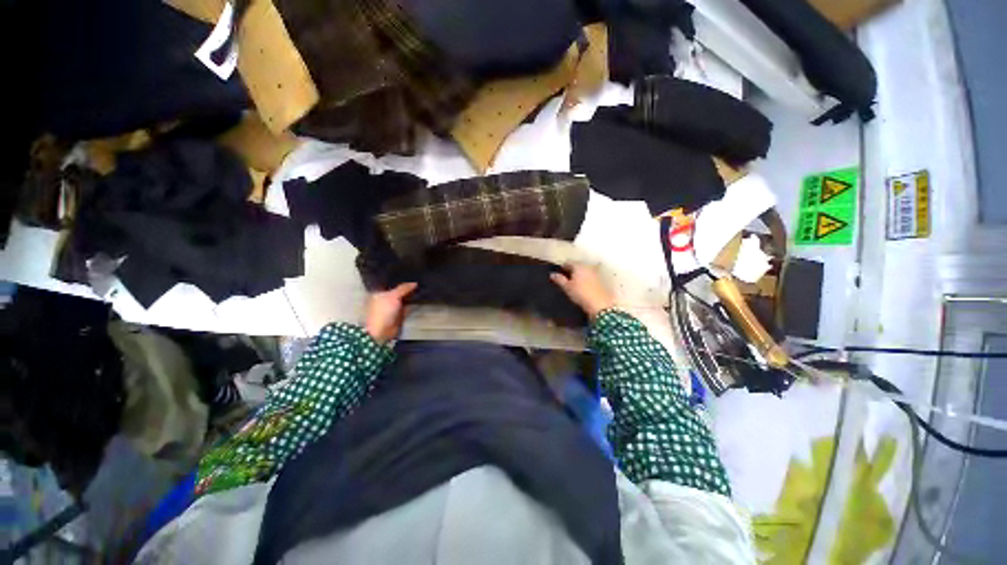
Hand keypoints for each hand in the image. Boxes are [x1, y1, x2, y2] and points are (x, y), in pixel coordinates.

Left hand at [364, 283, 417, 343]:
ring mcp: (392, 307)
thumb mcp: (393, 296)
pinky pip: (407, 306)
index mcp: (378, 293)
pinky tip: (420, 298)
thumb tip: (414, 283)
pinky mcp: (399, 314)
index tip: (409, 275)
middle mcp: (385, 299)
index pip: (389, 284)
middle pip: (397, 291)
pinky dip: (413, 303)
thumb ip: (404, 288)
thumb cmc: (383, 311)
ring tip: (421, 287)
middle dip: (406, 287)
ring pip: (403, 299)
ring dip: (410, 295)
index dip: (398, 280)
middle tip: (417, 280)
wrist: (382, 331)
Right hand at [550, 264, 614, 318]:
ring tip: (574, 283)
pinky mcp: (601, 279)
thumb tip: (552, 274)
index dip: (562, 267)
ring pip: (585, 270)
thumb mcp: (567, 287)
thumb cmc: (581, 294)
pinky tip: (584, 286)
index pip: (568, 262)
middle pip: (577, 265)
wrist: (600, 304)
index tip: (559, 273)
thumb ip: (559, 279)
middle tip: (566, 278)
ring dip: (579, 274)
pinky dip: (586, 278)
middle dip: (571, 270)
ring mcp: (596, 272)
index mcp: (578, 265)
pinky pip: (591, 275)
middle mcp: (588, 266)